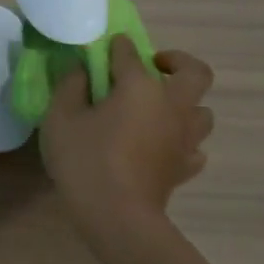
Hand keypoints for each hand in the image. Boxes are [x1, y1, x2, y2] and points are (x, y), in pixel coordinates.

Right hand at [40, 37, 214, 234]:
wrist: (117, 216)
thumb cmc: (85, 161)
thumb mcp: (60, 118)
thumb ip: (70, 87)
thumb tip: (81, 70)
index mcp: (140, 87)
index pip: (130, 53)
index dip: (117, 47)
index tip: (107, 47)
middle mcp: (171, 105)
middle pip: (195, 72)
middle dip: (178, 61)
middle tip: (156, 66)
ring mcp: (184, 138)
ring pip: (202, 111)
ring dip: (186, 104)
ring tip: (162, 110)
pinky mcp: (185, 167)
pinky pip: (194, 148)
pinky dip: (184, 142)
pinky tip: (166, 146)